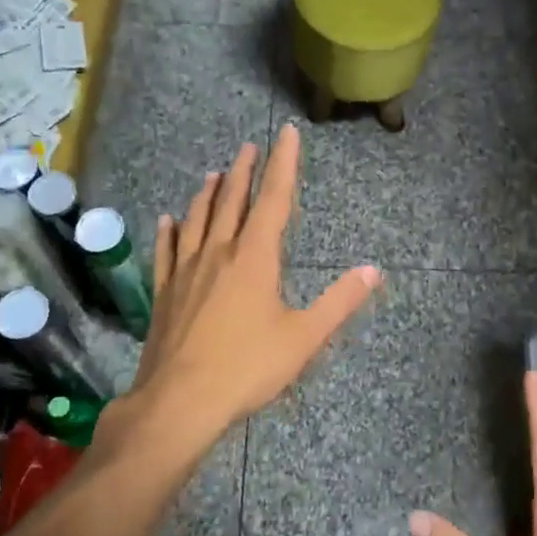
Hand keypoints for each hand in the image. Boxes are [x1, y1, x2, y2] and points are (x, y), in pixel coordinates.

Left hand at [124, 123, 379, 453]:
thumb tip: (372, 270)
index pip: (274, 199)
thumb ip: (339, 302)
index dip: (283, 164)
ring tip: (213, 173)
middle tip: (248, 147)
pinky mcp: (164, 293)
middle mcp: (218, 253)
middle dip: (243, 172)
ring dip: (208, 194)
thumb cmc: (248, 367)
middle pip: (231, 202)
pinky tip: (168, 219)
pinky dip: (170, 231)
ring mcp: (186, 271)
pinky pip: (166, 251)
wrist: (180, 401)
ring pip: (197, 220)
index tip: (287, 134)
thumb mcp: (304, 338)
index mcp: (255, 258)